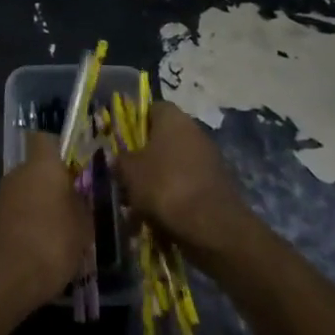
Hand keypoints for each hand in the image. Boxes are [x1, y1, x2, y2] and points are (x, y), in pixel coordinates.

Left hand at [0, 156, 93, 317]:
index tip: (78, 170)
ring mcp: (0, 197)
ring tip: (62, 237)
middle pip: (39, 170)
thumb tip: (82, 199)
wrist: (0, 281)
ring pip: (28, 194)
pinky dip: (28, 228)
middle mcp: (18, 172)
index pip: (47, 140)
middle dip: (56, 187)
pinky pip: (17, 216)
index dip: (62, 151)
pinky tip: (41, 253)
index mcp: (42, 165)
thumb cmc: (50, 244)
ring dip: (42, 209)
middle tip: (76, 210)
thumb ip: (84, 207)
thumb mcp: (82, 228)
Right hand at [114, 101, 254, 256]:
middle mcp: (193, 130)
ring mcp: (208, 157)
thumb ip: (120, 160)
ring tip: (140, 203)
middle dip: (145, 157)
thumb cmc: (164, 186)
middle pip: (163, 138)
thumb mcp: (130, 172)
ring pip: (174, 163)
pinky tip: (161, 216)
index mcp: (172, 117)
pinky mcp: (217, 183)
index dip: (134, 124)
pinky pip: (188, 183)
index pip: (150, 109)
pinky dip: (175, 196)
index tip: (121, 144)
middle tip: (127, 177)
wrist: (212, 226)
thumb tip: (118, 157)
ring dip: (158, 179)